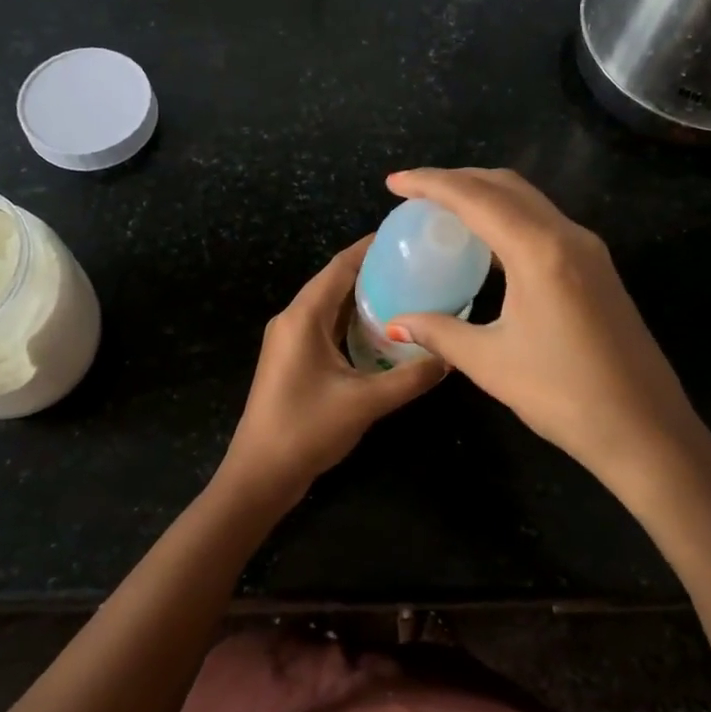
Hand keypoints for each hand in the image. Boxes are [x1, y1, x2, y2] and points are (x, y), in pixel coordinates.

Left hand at [220, 237, 446, 496]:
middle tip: (418, 265)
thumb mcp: (365, 402)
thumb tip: (450, 357)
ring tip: (409, 290)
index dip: (371, 247)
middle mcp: (293, 319)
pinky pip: (327, 326)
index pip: (340, 266)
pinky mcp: (294, 360)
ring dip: (364, 297)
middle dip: (374, 271)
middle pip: (336, 281)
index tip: (406, 236)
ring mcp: (290, 340)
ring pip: (331, 305)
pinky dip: (354, 321)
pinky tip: (384, 330)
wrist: (260, 475)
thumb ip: (411, 377)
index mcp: (303, 317)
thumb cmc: (306, 430)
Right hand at [383, 168, 710, 488]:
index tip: (394, 183)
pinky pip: (546, 225)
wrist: (645, 430)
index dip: (430, 184)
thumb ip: (440, 332)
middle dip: (458, 180)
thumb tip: (396, 323)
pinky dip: (509, 220)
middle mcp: (568, 236)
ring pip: (530, 202)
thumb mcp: (491, 362)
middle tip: (416, 193)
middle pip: (506, 186)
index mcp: (540, 250)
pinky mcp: (599, 269)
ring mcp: (590, 251)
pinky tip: (489, 245)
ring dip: (486, 196)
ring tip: (445, 211)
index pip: (475, 198)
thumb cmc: (564, 395)